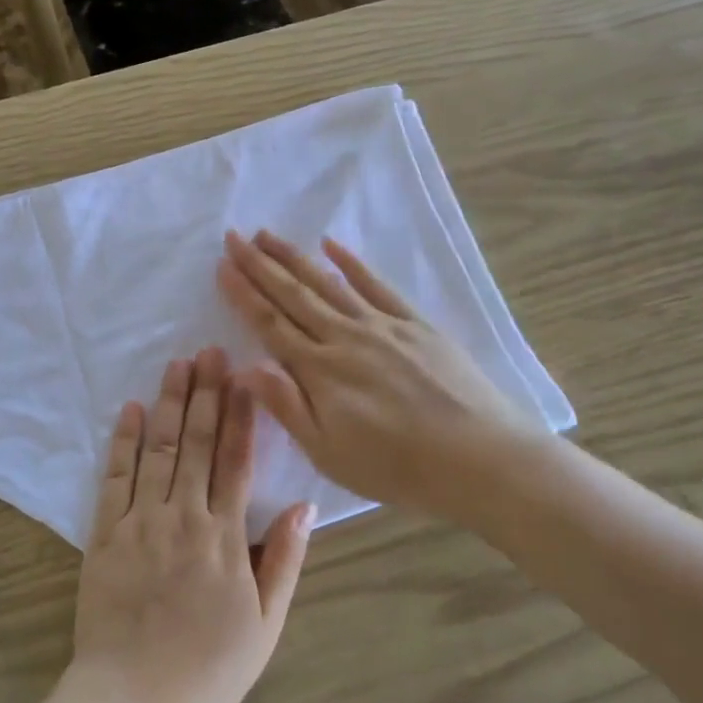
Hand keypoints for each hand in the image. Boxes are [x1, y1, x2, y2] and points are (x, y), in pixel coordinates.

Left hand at [69, 348, 312, 702]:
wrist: (132, 701)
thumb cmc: (207, 670)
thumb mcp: (264, 625)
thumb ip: (283, 561)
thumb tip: (305, 505)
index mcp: (225, 537)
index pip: (236, 461)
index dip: (242, 415)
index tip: (245, 376)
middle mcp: (184, 516)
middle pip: (196, 443)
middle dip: (205, 393)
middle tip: (210, 350)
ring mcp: (141, 521)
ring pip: (158, 449)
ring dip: (168, 403)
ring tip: (177, 364)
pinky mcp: (104, 533)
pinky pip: (115, 477)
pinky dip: (122, 440)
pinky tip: (129, 409)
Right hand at [217, 230, 541, 509]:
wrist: (480, 459)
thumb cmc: (396, 467)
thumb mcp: (328, 452)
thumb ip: (285, 405)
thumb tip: (243, 366)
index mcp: (319, 370)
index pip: (270, 323)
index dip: (243, 293)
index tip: (222, 266)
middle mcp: (344, 337)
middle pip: (293, 295)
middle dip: (260, 264)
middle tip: (235, 236)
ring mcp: (382, 326)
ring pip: (328, 283)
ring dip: (295, 257)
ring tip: (268, 235)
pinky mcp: (415, 325)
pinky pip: (376, 285)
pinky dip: (352, 263)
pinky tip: (333, 245)